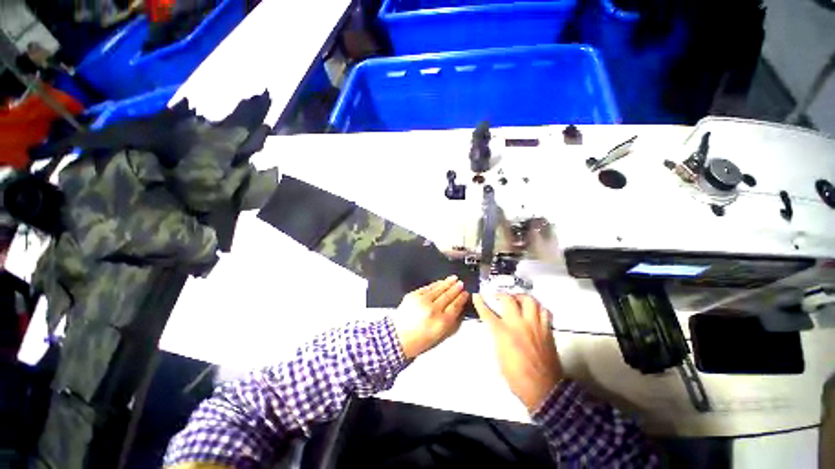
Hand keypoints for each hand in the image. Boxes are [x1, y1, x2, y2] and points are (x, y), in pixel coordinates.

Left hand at [392, 276, 468, 358]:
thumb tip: (458, 307)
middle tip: (461, 284)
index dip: (461, 298)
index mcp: (441, 322)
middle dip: (456, 288)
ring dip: (447, 283)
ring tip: (454, 278)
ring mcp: (422, 301)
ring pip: (438, 289)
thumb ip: (451, 321)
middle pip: (448, 295)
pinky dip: (435, 284)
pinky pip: (428, 287)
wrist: (399, 337)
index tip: (465, 294)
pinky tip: (440, 282)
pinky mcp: (413, 295)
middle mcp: (432, 310)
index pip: (455, 306)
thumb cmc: (419, 340)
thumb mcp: (440, 335)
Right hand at [474, 293, 562, 411]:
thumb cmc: (516, 377)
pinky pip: (544, 312)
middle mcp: (518, 324)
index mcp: (503, 333)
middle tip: (499, 297)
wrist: (543, 389)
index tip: (477, 295)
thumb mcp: (499, 356)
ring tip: (518, 300)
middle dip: (501, 295)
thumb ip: (498, 338)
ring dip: (521, 297)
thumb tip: (497, 329)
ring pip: (529, 300)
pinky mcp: (547, 330)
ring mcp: (534, 325)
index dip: (480, 302)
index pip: (487, 313)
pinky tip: (535, 312)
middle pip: (508, 300)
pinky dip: (538, 308)